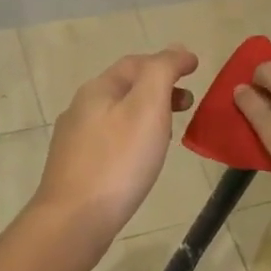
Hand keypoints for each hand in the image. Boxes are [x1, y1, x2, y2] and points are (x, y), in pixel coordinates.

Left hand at [33, 45, 198, 253]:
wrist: (74, 220)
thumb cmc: (118, 161)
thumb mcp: (148, 106)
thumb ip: (162, 72)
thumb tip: (177, 51)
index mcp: (98, 89)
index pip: (137, 62)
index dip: (168, 61)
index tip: (196, 67)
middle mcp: (81, 108)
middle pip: (125, 87)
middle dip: (158, 88)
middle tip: (187, 102)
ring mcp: (74, 140)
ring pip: (117, 114)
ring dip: (147, 113)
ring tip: (170, 131)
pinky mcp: (76, 167)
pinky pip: (110, 140)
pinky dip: (133, 136)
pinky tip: (142, 158)